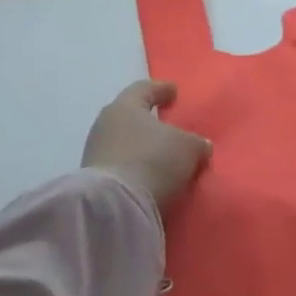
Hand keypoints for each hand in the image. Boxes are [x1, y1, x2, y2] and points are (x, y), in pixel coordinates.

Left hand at [82, 80, 211, 209]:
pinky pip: (122, 166)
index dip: (161, 89)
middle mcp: (105, 125)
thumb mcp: (188, 148)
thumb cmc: (153, 160)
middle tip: (168, 125)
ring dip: (143, 148)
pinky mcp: (95, 180)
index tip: (173, 90)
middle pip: (130, 117)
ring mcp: (96, 153)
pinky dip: (136, 168)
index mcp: (125, 106)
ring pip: (125, 143)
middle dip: (149, 121)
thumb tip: (200, 146)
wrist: (115, 206)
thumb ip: (196, 143)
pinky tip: (151, 176)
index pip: (144, 89)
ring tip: (163, 157)